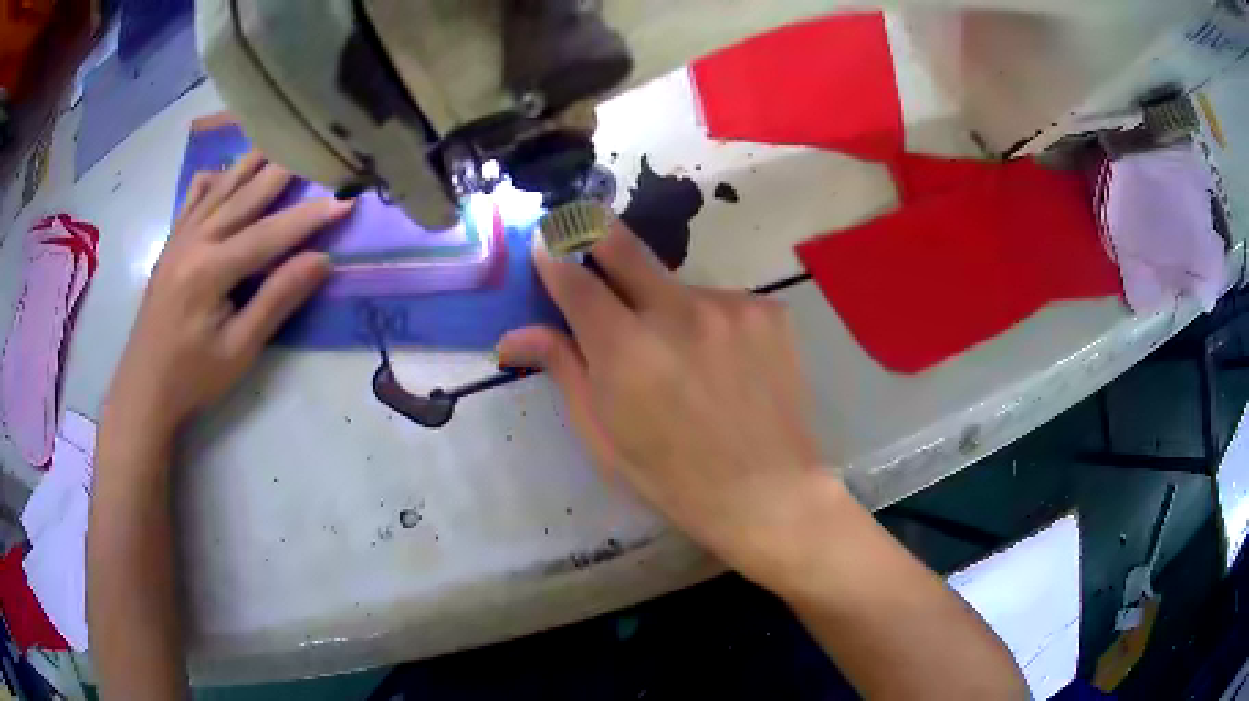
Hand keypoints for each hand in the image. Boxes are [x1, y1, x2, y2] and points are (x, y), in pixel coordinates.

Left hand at [102, 150, 352, 441]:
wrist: (144, 387)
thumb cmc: (193, 377)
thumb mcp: (239, 350)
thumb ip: (277, 300)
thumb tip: (320, 260)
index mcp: (211, 269)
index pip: (271, 233)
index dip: (311, 217)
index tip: (347, 200)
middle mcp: (195, 240)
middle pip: (247, 195)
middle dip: (286, 170)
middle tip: (319, 148)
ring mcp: (180, 237)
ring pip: (222, 186)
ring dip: (253, 161)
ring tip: (281, 139)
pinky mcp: (171, 242)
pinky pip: (193, 197)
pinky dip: (214, 178)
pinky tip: (226, 171)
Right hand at [498, 220, 836, 576]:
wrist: (766, 492)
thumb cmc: (672, 477)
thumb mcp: (603, 435)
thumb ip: (563, 369)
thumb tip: (512, 336)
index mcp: (625, 349)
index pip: (575, 279)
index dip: (553, 258)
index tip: (545, 246)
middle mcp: (677, 312)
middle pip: (622, 246)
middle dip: (595, 235)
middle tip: (585, 234)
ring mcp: (730, 306)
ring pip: (676, 285)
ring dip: (665, 305)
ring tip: (681, 353)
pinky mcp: (768, 311)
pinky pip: (721, 301)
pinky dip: (710, 322)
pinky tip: (722, 362)